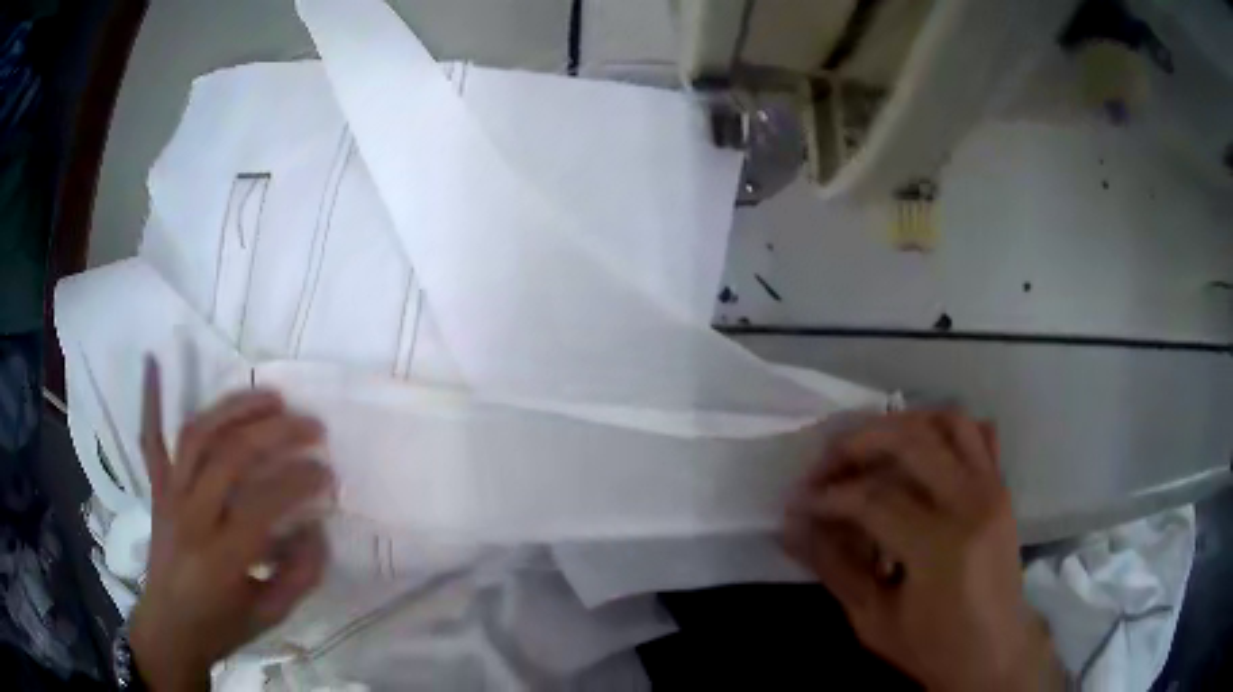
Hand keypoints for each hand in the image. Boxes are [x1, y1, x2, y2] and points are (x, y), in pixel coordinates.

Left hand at [129, 359, 334, 690]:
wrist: (170, 627)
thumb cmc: (222, 625)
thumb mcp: (270, 615)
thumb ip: (300, 575)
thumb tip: (318, 527)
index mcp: (222, 556)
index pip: (265, 503)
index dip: (300, 481)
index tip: (327, 472)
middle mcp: (192, 516)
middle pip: (231, 457)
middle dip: (277, 433)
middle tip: (311, 425)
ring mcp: (169, 496)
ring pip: (198, 436)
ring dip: (234, 408)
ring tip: (269, 396)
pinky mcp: (157, 488)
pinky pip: (150, 440)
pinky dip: (149, 399)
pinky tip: (152, 360)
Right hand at [785, 411, 1064, 691]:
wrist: (995, 650)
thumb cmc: (933, 646)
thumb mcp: (873, 619)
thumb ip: (833, 567)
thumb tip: (791, 527)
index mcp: (939, 546)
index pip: (873, 499)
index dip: (828, 496)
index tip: (799, 503)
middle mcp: (971, 502)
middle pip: (909, 442)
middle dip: (856, 445)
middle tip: (824, 465)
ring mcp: (992, 487)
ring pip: (947, 422)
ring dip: (900, 424)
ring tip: (868, 448)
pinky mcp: (1002, 485)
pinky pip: (977, 433)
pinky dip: (944, 427)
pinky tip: (920, 447)